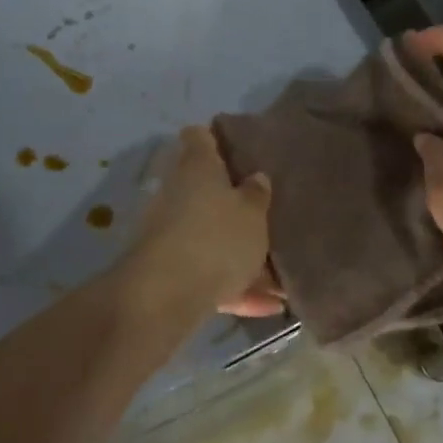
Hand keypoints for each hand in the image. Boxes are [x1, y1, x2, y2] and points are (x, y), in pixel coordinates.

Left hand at [116, 125, 272, 329]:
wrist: (165, 295)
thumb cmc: (216, 237)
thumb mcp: (253, 213)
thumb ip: (257, 194)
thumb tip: (256, 178)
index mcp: (197, 166)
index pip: (199, 136)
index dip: (216, 138)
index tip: (236, 148)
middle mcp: (176, 192)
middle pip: (203, 189)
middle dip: (231, 203)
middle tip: (264, 212)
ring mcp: (166, 231)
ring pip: (208, 236)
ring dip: (236, 253)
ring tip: (277, 276)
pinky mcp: (166, 270)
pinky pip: (206, 273)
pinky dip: (231, 286)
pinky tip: (267, 306)